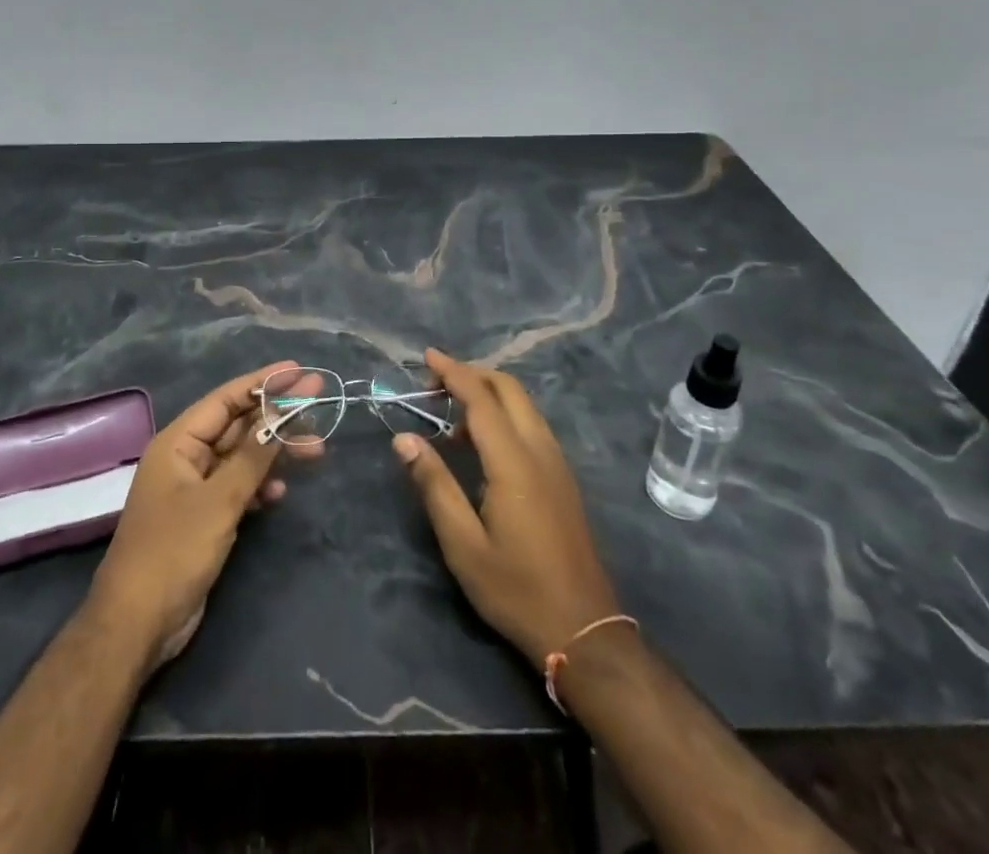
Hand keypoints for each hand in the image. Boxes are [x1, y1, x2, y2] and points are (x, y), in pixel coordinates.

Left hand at [88, 362, 321, 669]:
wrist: (137, 625)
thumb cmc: (173, 552)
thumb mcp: (219, 500)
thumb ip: (252, 456)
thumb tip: (280, 414)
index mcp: (178, 442)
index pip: (226, 399)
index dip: (262, 383)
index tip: (298, 370)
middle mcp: (185, 458)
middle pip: (237, 425)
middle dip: (276, 417)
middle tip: (318, 403)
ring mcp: (193, 489)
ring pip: (241, 458)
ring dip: (274, 453)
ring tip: (316, 452)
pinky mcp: (202, 518)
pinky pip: (237, 488)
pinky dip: (259, 486)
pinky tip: (280, 493)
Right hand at [393, 349, 621, 668]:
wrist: (585, 632)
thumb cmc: (516, 590)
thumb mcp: (463, 544)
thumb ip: (434, 485)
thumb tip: (403, 439)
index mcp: (514, 462)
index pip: (481, 398)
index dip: (453, 372)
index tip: (426, 357)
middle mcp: (540, 451)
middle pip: (509, 389)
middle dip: (472, 374)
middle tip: (435, 382)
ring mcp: (557, 464)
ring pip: (524, 405)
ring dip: (489, 393)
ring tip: (451, 411)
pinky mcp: (563, 479)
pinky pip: (531, 425)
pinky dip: (504, 414)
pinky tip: (481, 442)